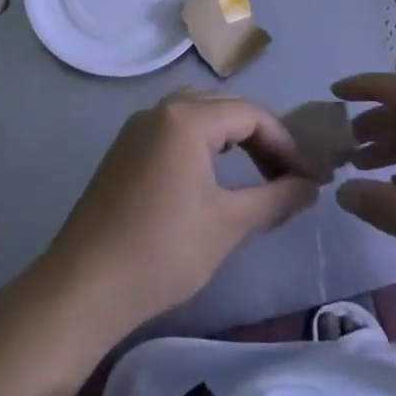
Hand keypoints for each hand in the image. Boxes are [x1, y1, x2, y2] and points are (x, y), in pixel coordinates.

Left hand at [44, 91, 318, 334]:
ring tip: (259, 173)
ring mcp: (137, 128)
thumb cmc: (162, 251)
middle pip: (225, 108)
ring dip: (233, 140)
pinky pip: (175, 131)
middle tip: (288, 174)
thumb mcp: (228, 225)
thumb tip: (312, 186)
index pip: (251, 114)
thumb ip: (277, 198)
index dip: (286, 143)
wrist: (83, 287)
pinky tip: (215, 178)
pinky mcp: (124, 150)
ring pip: (199, 117)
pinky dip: (204, 145)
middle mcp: (160, 110)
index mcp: (186, 118)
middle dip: (262, 138)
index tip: (310, 176)